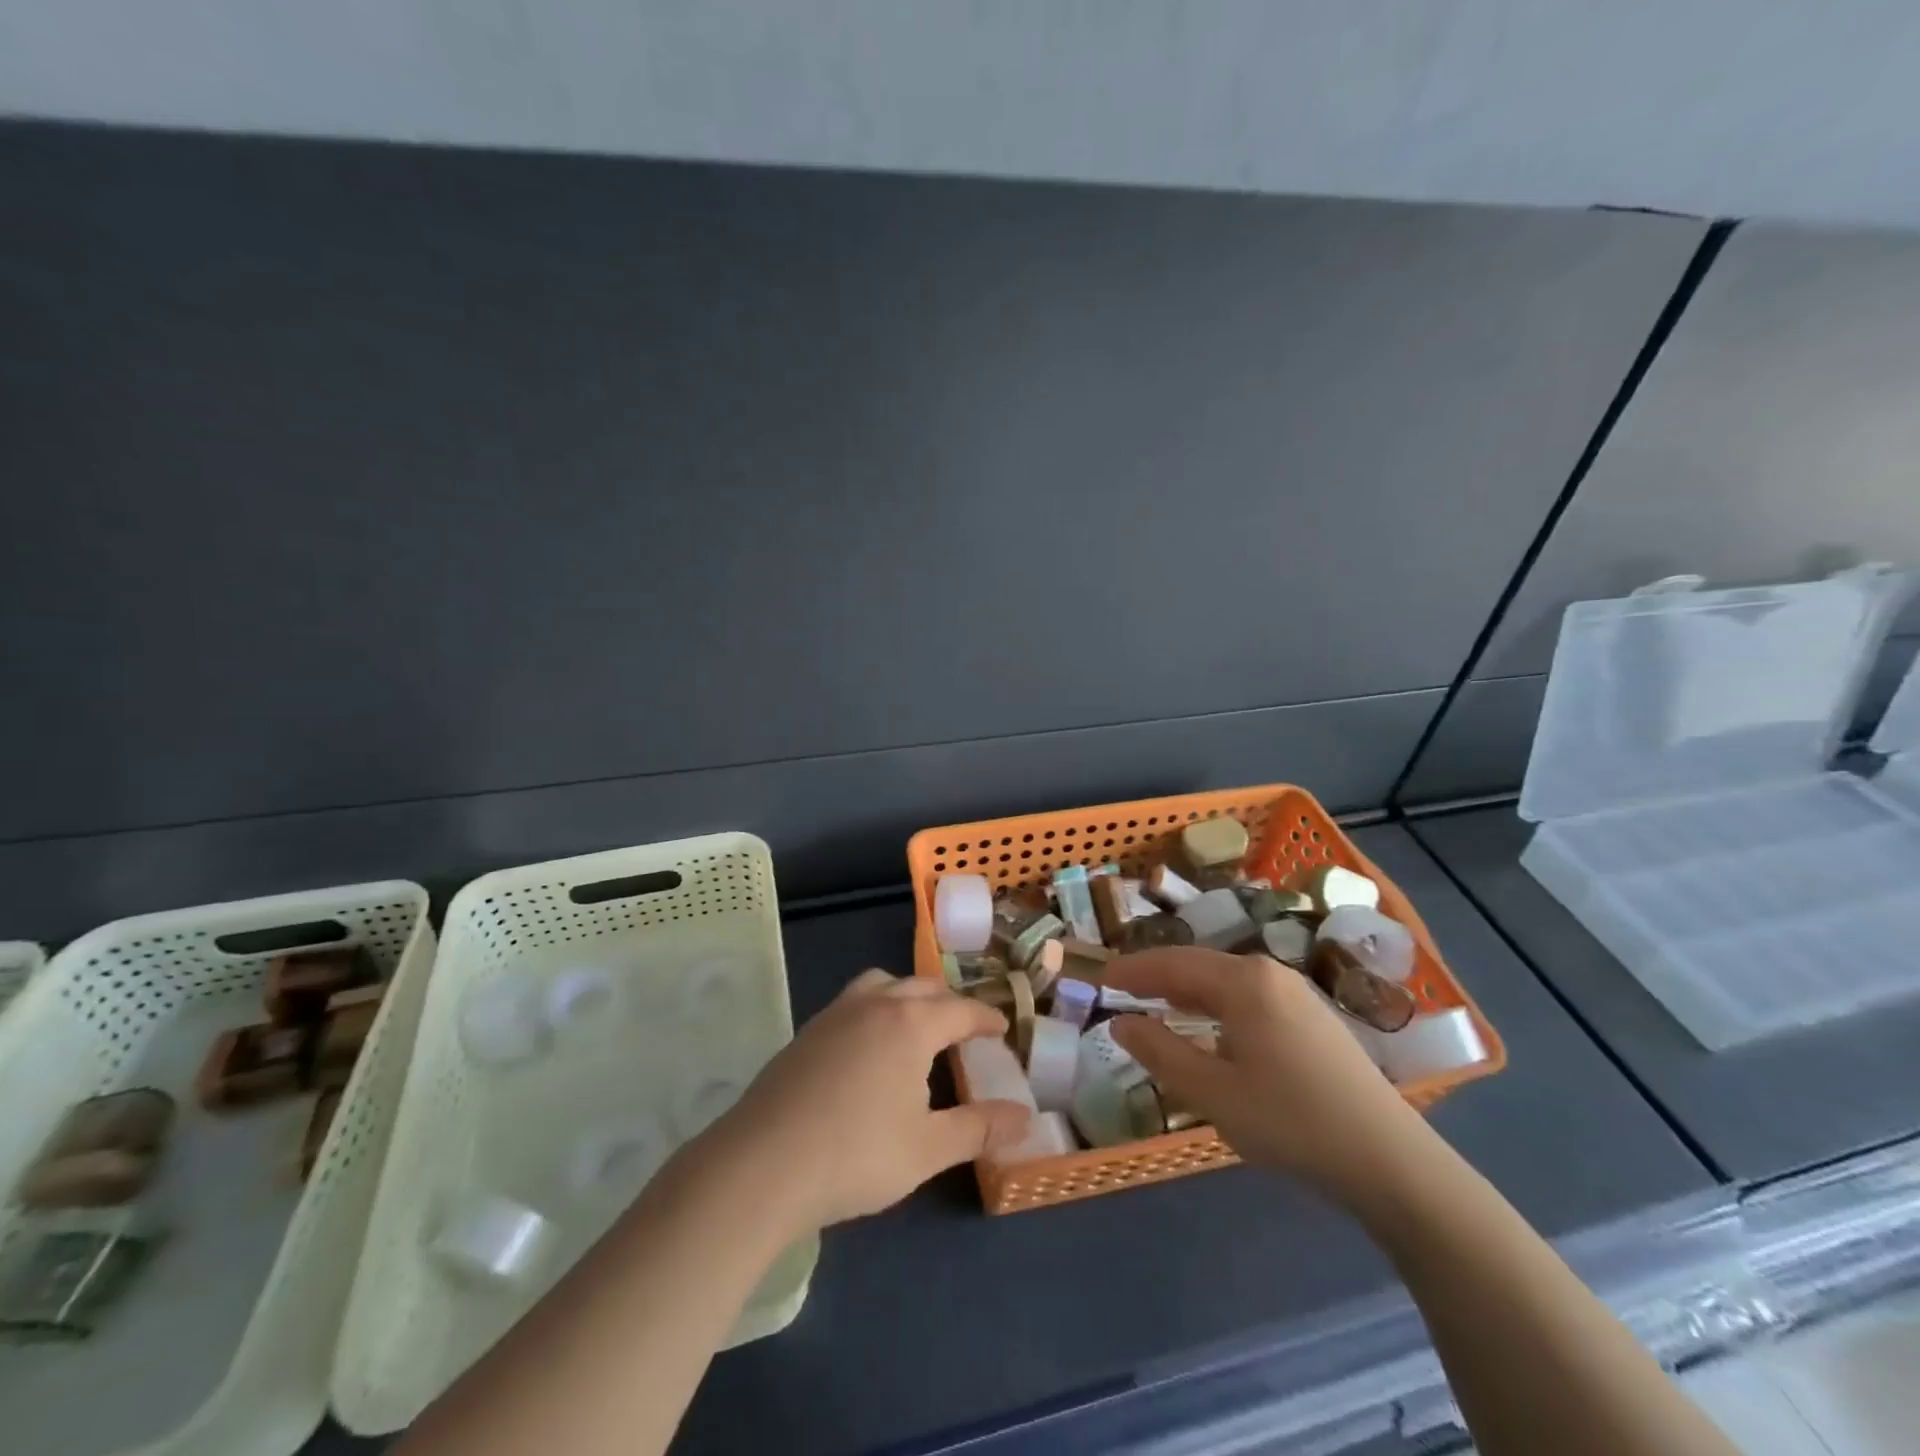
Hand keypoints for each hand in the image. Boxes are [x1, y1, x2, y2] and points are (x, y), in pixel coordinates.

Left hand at [711, 970, 1032, 1231]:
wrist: (762, 1164)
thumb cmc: (856, 1155)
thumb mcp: (929, 1149)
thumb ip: (980, 1128)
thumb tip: (1026, 1117)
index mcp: (912, 1023)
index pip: (961, 1010)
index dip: (986, 1018)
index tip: (1002, 1028)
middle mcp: (876, 1004)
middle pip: (922, 987)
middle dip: (949, 1004)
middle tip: (965, 1030)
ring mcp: (836, 1013)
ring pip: (882, 984)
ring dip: (907, 996)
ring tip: (916, 1026)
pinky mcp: (807, 1031)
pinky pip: (854, 1002)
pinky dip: (875, 1009)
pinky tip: (869, 1048)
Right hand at [1106, 948, 1430, 1204]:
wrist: (1389, 1160)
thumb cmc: (1290, 1122)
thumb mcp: (1213, 1093)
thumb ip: (1160, 1052)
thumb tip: (1119, 1023)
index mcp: (1243, 981)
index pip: (1172, 964)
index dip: (1132, 971)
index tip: (1099, 979)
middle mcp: (1268, 973)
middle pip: (1198, 964)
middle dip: (1156, 975)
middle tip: (1120, 989)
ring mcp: (1294, 992)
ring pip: (1224, 979)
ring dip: (1185, 989)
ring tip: (1154, 1003)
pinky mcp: (1310, 1016)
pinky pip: (1247, 995)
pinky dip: (1214, 1002)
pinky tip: (1208, 1026)